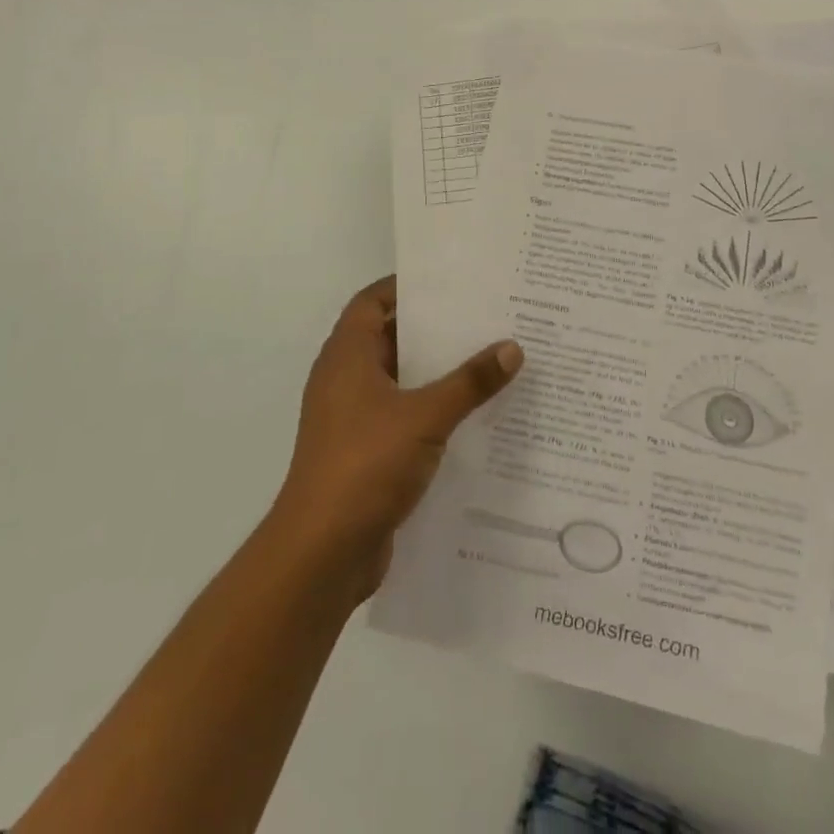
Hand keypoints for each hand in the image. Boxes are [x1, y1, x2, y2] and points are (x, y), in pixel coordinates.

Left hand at [271, 277, 522, 604]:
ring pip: (401, 381)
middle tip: (484, 317)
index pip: (372, 302)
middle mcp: (346, 380)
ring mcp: (354, 419)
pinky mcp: (366, 453)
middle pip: (391, 338)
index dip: (406, 286)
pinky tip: (474, 415)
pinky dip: (433, 410)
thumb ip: (469, 382)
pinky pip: (404, 417)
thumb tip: (512, 347)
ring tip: (489, 360)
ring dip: (438, 373)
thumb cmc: (365, 465)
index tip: (449, 281)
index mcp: (347, 357)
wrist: (322, 553)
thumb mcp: (424, 416)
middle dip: (434, 329)